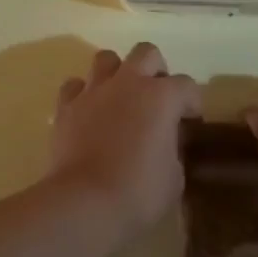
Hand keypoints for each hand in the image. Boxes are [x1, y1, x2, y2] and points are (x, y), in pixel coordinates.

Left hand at [49, 43, 200, 236]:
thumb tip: (164, 144)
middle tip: (157, 99)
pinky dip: (83, 94)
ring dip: (117, 73)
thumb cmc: (140, 192)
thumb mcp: (174, 176)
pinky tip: (89, 112)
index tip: (191, 122)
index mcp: (163, 97)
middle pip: (146, 53)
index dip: (192, 103)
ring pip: (106, 58)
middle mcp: (129, 83)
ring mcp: (94, 91)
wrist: (84, 203)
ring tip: (121, 98)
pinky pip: (75, 86)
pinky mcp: (65, 107)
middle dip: (156, 71)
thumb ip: (172, 149)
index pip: (187, 86)